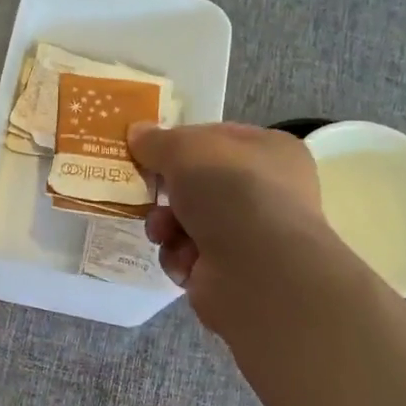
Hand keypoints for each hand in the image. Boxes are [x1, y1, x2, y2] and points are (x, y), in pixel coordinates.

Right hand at [127, 121, 326, 327]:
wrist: (258, 271)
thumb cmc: (231, 192)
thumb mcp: (186, 150)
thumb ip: (158, 141)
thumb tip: (137, 132)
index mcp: (269, 151)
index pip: (216, 138)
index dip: (180, 142)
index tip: (147, 150)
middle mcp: (265, 191)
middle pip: (198, 184)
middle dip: (167, 191)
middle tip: (146, 193)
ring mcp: (250, 235)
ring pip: (188, 222)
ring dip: (166, 226)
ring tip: (162, 233)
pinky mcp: (231, 273)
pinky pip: (189, 257)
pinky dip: (179, 258)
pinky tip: (184, 261)